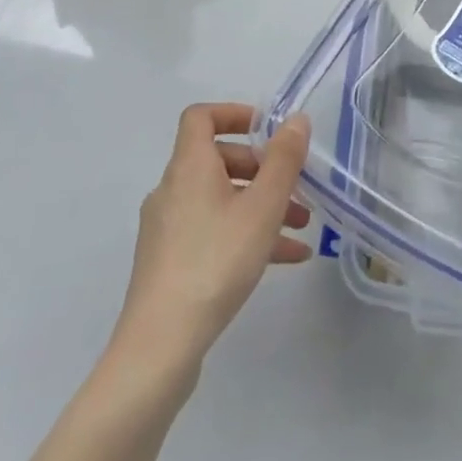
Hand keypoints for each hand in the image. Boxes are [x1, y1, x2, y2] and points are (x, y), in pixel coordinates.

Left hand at [112, 104, 311, 370]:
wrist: (160, 346)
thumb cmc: (216, 262)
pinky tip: (285, 259)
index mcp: (189, 167)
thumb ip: (284, 160)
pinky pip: (213, 231)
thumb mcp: (263, 207)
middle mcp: (173, 190)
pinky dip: (246, 234)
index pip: (201, 117)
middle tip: (296, 186)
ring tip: (301, 227)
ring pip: (220, 200)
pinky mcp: (169, 261)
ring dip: (261, 205)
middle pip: (218, 159)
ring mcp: (168, 228)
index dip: (234, 113)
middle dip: (262, 168)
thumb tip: (295, 120)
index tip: (267, 129)